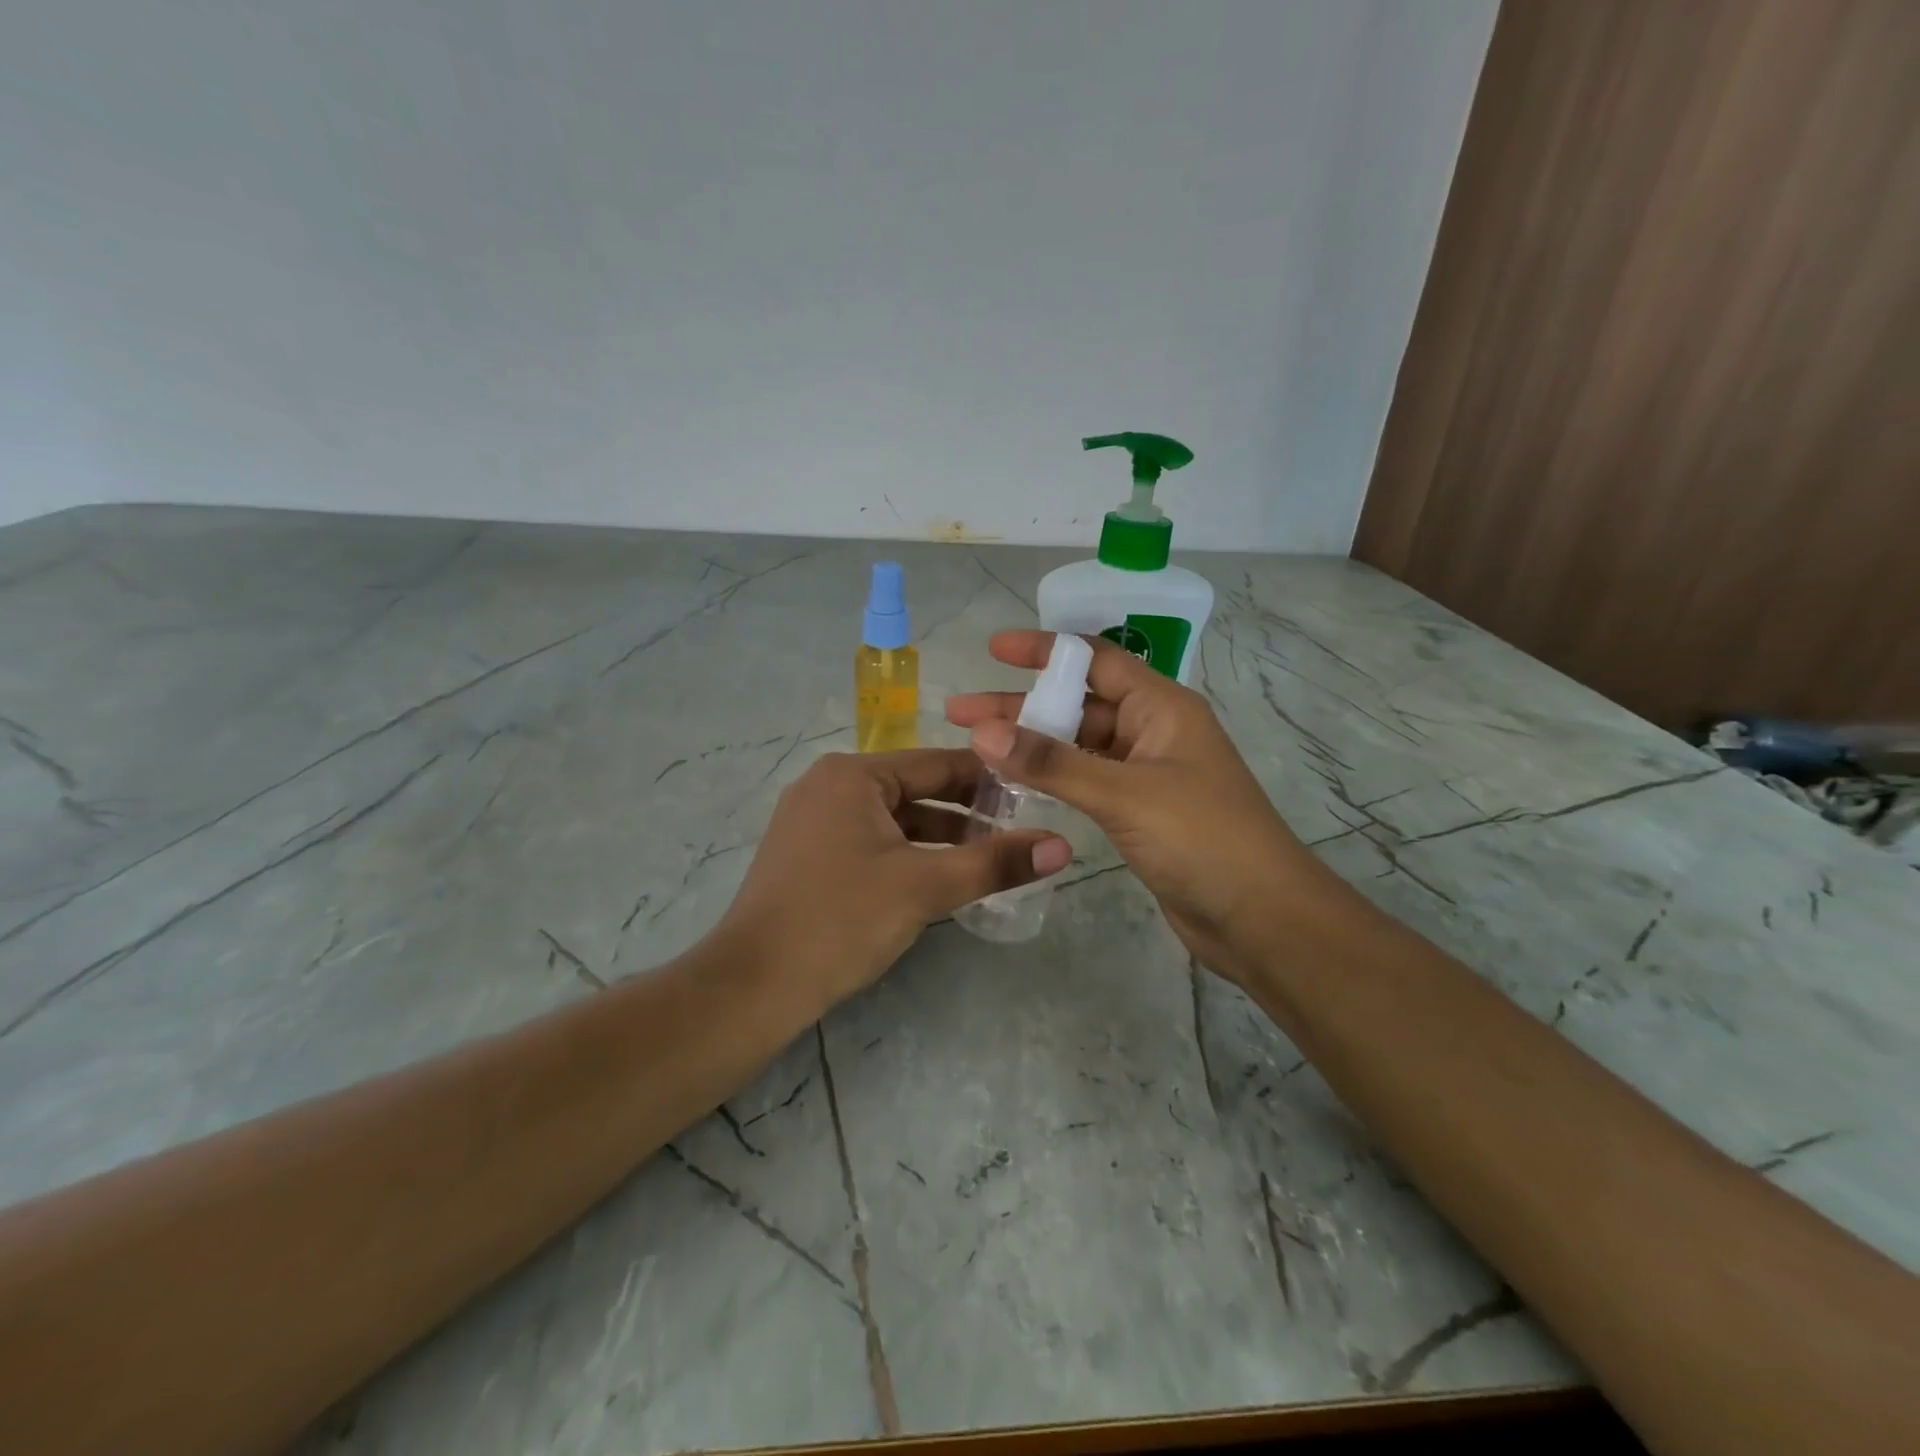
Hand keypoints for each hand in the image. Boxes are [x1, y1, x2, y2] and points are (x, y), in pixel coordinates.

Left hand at [720, 748, 1071, 1010]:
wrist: (753, 985)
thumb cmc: (841, 920)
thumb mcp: (925, 886)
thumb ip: (994, 863)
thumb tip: (1063, 845)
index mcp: (853, 775)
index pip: (938, 763)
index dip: (989, 778)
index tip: (1034, 793)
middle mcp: (828, 785)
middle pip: (914, 789)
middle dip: (966, 811)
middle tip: (1019, 830)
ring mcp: (813, 820)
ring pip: (892, 818)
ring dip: (938, 836)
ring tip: (987, 857)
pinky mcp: (807, 854)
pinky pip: (870, 840)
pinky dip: (906, 852)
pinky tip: (937, 877)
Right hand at [947, 632, 1336, 983]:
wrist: (1259, 917)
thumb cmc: (1202, 838)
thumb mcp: (1124, 793)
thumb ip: (1052, 763)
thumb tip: (983, 732)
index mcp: (1161, 707)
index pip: (1096, 660)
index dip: (1045, 650)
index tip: (993, 650)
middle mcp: (1152, 731)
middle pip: (1078, 704)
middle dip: (1021, 705)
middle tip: (960, 714)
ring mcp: (1146, 773)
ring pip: (1078, 745)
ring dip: (1032, 743)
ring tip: (975, 748)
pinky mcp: (1139, 811)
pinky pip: (1085, 780)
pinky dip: (1051, 778)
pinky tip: (1014, 783)